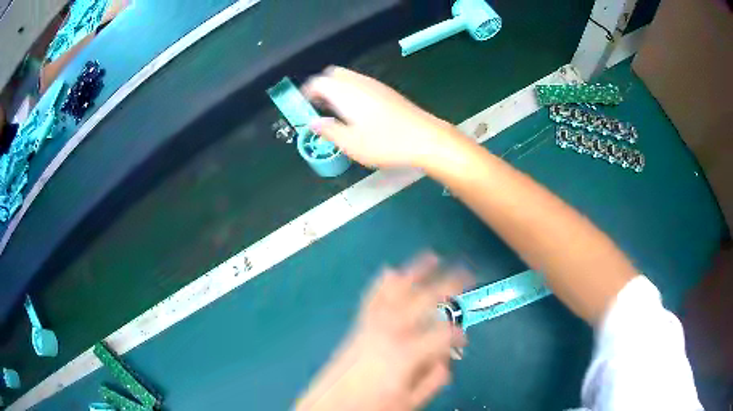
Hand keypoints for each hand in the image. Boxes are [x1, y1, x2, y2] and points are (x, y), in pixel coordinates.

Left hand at [297, 254, 472, 410]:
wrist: (331, 405)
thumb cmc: (372, 407)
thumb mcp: (409, 403)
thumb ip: (433, 380)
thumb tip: (446, 359)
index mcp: (407, 354)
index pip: (443, 334)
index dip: (458, 334)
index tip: (464, 340)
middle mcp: (391, 332)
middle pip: (425, 301)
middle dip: (449, 285)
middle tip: (468, 274)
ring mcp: (372, 325)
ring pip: (398, 291)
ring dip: (417, 272)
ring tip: (433, 257)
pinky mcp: (359, 325)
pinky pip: (372, 298)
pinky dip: (382, 283)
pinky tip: (390, 270)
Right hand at [303, 67, 460, 168]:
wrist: (426, 138)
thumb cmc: (386, 143)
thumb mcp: (351, 143)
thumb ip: (329, 130)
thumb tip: (313, 123)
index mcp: (346, 92)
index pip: (319, 81)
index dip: (307, 91)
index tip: (303, 105)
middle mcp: (359, 83)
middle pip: (333, 74)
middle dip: (322, 86)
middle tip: (318, 106)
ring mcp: (376, 85)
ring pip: (349, 78)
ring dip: (337, 88)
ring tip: (335, 111)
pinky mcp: (387, 92)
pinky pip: (361, 84)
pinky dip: (351, 91)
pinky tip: (357, 112)